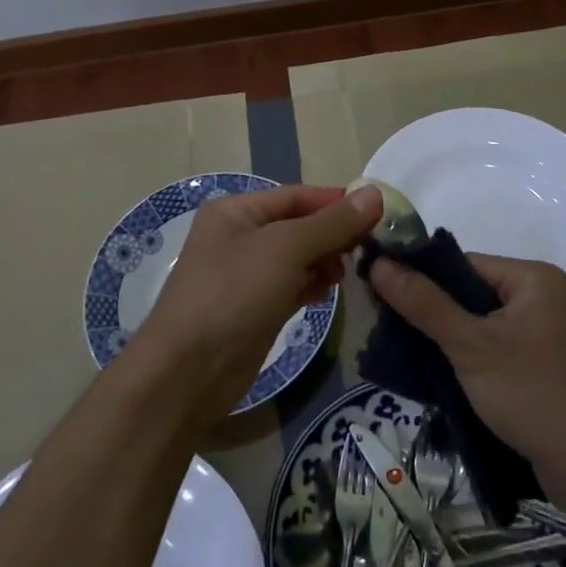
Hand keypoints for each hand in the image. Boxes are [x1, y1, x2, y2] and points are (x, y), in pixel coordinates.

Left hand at [125, 184, 380, 425]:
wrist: (188, 372)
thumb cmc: (233, 293)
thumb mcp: (286, 249)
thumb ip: (331, 223)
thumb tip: (374, 194)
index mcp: (236, 211)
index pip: (296, 196)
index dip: (335, 201)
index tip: (378, 210)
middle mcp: (239, 237)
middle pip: (298, 225)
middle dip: (332, 233)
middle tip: (369, 245)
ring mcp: (245, 275)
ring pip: (296, 258)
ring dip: (324, 260)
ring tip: (349, 271)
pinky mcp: (254, 309)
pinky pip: (291, 286)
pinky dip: (311, 284)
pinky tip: (330, 291)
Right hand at [369, 253, 565, 476]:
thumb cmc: (532, 395)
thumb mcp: (471, 346)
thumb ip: (424, 303)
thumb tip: (378, 263)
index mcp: (532, 277)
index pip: (462, 263)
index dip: (420, 276)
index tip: (378, 293)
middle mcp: (541, 296)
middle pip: (469, 291)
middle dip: (430, 309)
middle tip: (386, 325)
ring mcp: (542, 332)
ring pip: (478, 321)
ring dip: (445, 335)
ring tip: (403, 348)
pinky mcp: (539, 364)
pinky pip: (492, 345)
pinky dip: (465, 355)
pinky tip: (436, 370)